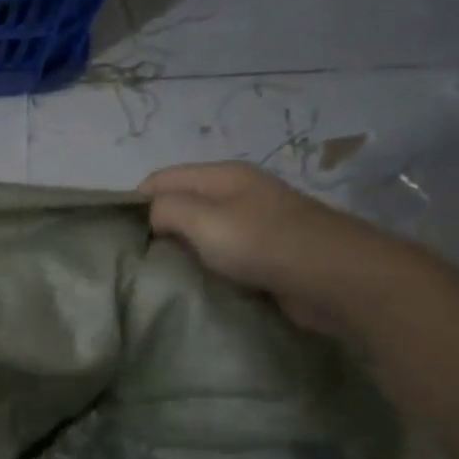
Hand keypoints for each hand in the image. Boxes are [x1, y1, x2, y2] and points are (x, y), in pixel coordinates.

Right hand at [139, 162, 429, 338]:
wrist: (337, 278)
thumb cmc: (265, 244)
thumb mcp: (204, 220)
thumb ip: (167, 209)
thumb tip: (151, 214)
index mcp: (223, 175)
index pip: (160, 178)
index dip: (136, 203)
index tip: (121, 239)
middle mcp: (239, 192)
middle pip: (181, 203)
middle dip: (158, 228)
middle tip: (140, 261)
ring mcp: (255, 222)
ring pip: (201, 231)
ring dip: (183, 250)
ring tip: (164, 275)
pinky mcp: (267, 252)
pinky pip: (223, 254)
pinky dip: (208, 265)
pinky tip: (200, 283)